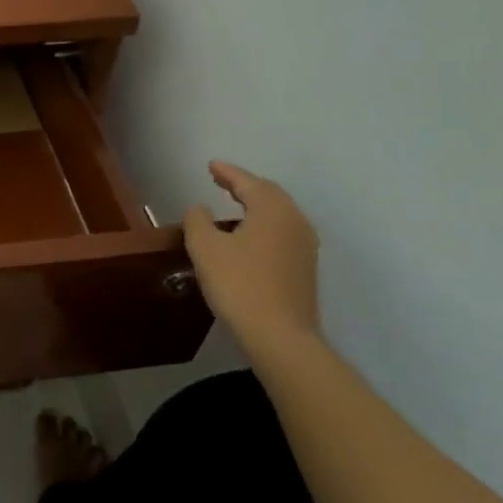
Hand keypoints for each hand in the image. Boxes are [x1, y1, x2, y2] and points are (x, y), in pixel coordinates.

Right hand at [181, 161, 320, 355]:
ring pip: (279, 214)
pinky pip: (282, 232)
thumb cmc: (239, 284)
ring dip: (256, 205)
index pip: (248, 182)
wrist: (280, 337)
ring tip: (233, 205)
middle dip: (245, 185)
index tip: (211, 165)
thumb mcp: (204, 247)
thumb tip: (200, 209)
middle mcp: (295, 222)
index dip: (227, 172)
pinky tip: (248, 236)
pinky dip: (263, 224)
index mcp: (272, 210)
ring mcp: (305, 247)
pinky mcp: (305, 269)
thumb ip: (197, 220)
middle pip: (269, 194)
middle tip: (222, 180)